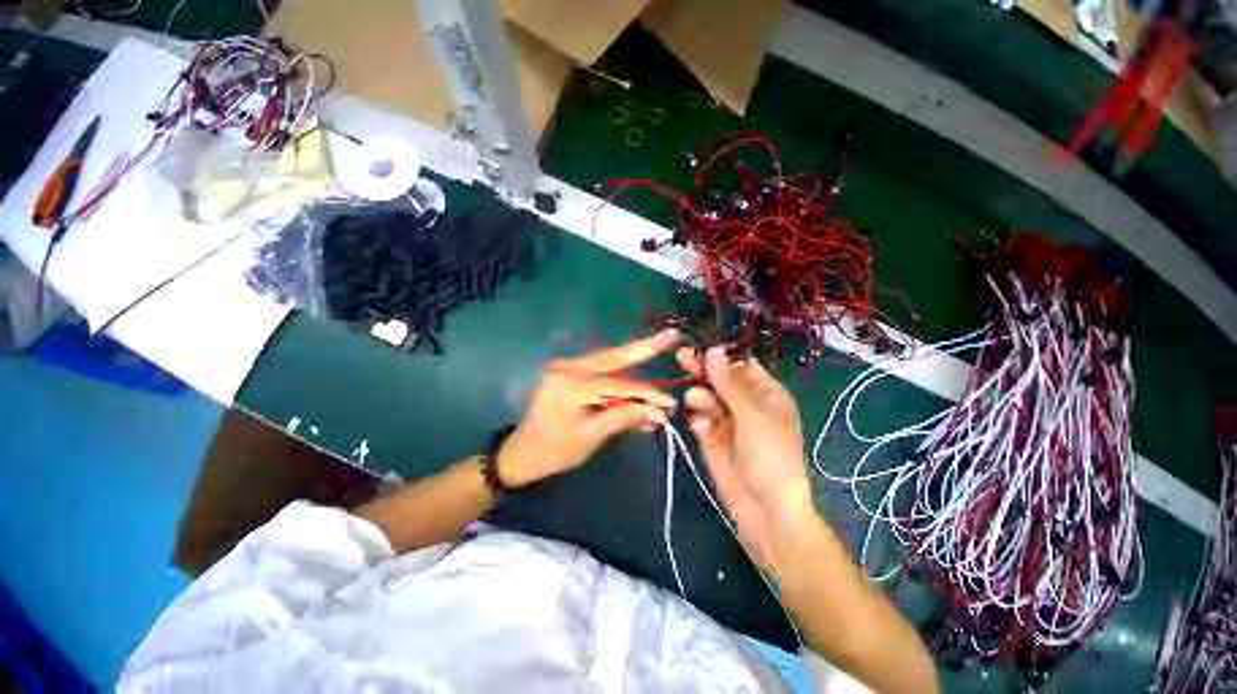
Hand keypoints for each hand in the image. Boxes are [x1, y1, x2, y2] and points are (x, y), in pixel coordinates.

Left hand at [497, 330, 681, 487]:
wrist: (520, 453)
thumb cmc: (554, 451)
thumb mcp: (591, 437)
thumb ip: (624, 417)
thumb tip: (659, 412)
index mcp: (571, 384)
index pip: (620, 385)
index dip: (648, 394)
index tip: (671, 403)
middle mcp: (569, 367)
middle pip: (614, 356)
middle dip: (644, 347)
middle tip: (671, 335)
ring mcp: (567, 366)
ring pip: (609, 359)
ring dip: (635, 356)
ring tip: (661, 342)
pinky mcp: (569, 371)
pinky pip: (601, 369)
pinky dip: (621, 372)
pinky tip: (639, 366)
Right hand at [677, 346, 815, 571]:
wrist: (764, 510)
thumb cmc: (771, 457)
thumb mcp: (753, 416)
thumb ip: (729, 383)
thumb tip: (714, 349)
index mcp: (766, 393)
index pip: (742, 364)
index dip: (722, 355)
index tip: (701, 346)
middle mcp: (746, 403)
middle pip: (720, 378)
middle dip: (703, 369)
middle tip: (682, 357)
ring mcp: (727, 420)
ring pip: (707, 397)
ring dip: (700, 397)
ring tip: (695, 401)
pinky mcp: (711, 436)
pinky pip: (700, 419)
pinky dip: (699, 420)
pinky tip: (701, 427)